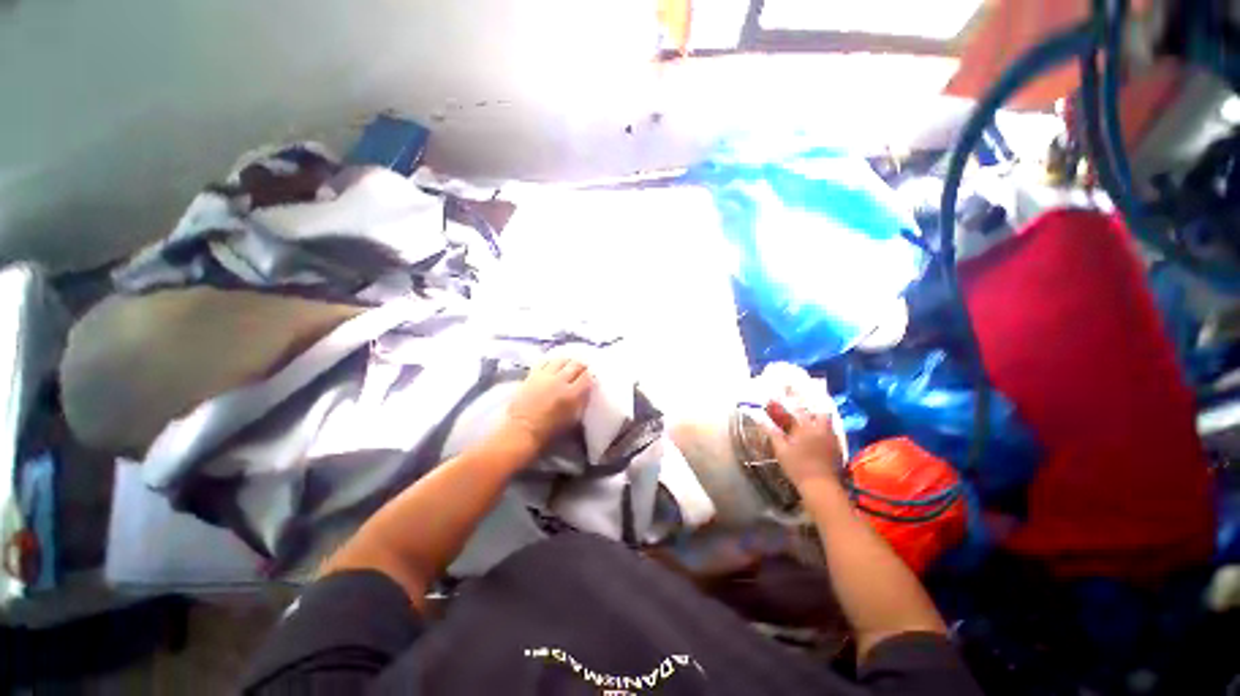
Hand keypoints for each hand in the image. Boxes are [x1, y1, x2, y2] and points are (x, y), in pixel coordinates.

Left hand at [506, 358, 592, 449]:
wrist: (522, 431)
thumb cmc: (550, 431)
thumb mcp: (573, 420)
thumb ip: (582, 403)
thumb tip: (587, 391)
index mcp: (573, 394)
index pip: (587, 377)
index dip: (590, 376)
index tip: (591, 378)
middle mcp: (560, 381)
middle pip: (575, 365)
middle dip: (581, 366)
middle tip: (583, 369)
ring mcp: (545, 376)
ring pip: (561, 360)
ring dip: (567, 362)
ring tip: (569, 365)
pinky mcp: (532, 375)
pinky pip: (544, 361)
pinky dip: (551, 362)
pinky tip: (553, 365)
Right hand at [764, 401, 844, 489]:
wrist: (821, 486)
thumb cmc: (797, 467)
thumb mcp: (780, 449)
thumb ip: (771, 432)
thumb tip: (758, 418)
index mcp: (805, 427)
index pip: (794, 410)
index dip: (784, 403)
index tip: (775, 398)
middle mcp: (820, 429)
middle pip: (817, 412)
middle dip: (808, 409)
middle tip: (798, 410)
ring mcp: (831, 438)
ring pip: (826, 421)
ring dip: (817, 418)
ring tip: (807, 422)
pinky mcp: (837, 448)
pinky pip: (831, 432)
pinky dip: (823, 430)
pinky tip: (816, 437)